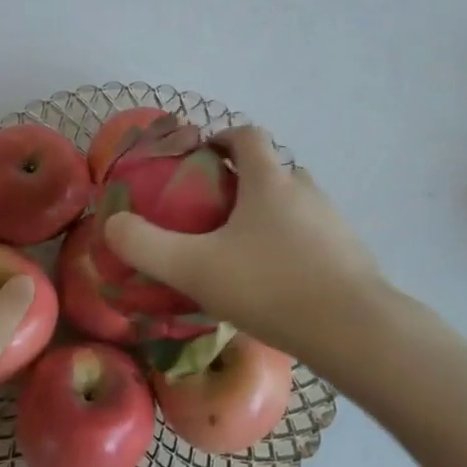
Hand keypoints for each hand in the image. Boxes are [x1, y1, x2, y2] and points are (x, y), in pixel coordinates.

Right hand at [102, 125, 388, 370]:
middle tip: (216, 216)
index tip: (202, 159)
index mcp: (269, 181)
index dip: (222, 138)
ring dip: (271, 216)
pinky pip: (315, 236)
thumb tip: (112, 224)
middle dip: (244, 183)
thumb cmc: (270, 286)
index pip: (247, 136)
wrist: (354, 330)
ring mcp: (333, 221)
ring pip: (296, 204)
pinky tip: (280, 284)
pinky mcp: (351, 254)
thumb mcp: (196, 268)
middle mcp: (304, 189)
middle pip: (272, 170)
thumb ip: (147, 246)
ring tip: (246, 254)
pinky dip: (295, 247)